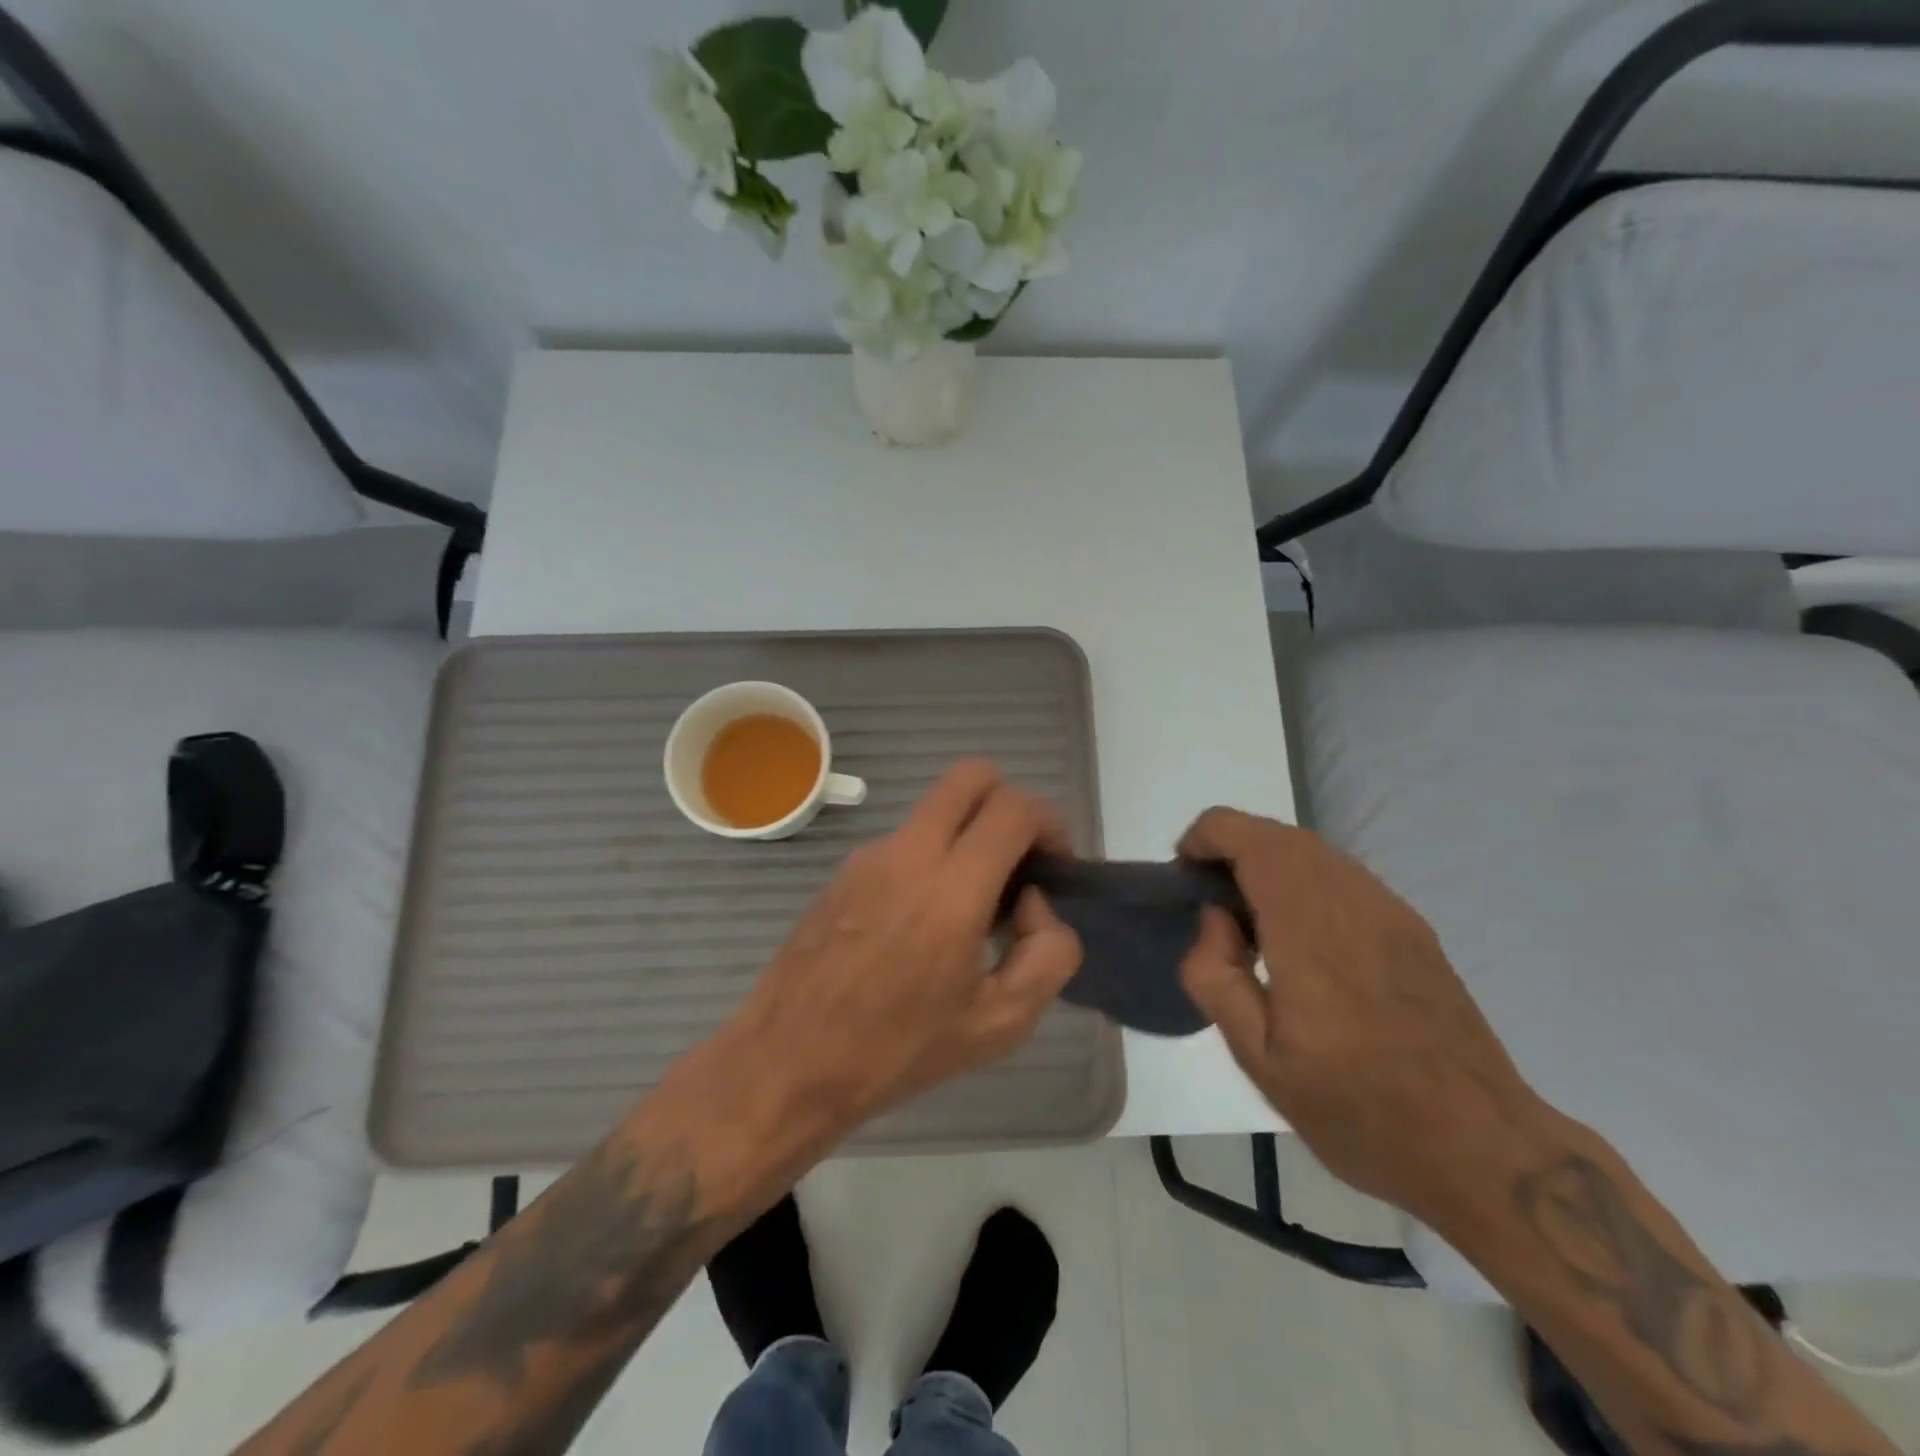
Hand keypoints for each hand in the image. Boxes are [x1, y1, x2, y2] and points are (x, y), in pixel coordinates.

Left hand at [732, 761, 1083, 1133]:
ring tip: (970, 911)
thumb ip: (1047, 954)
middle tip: (1019, 862)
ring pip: (936, 810)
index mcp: (952, 890)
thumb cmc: (897, 1051)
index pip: (1014, 808)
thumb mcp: (999, 1024)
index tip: (1055, 867)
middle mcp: (909, 853)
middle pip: (972, 776)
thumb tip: (1035, 904)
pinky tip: (921, 924)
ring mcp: (870, 855)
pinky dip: (931, 858)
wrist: (788, 1061)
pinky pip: (904, 841)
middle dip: (1009, 803)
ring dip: (968, 835)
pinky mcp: (844, 870)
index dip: (1050, 823)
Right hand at [1177, 808, 1541, 1220]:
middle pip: (1279, 835)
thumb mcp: (1258, 1060)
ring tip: (1250, 920)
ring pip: (1314, 851)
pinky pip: (1343, 876)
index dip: (1206, 838)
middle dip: (1232, 848)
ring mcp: (1390, 910)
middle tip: (1210, 902)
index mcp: (1309, 929)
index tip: (1186, 878)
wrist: (1482, 1150)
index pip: (1249, 838)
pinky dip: (1304, 880)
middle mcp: (1353, 901)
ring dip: (1269, 862)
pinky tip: (1300, 939)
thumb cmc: (1358, 1110)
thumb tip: (1215, 917)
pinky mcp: (1413, 928)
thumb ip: (1215, 976)